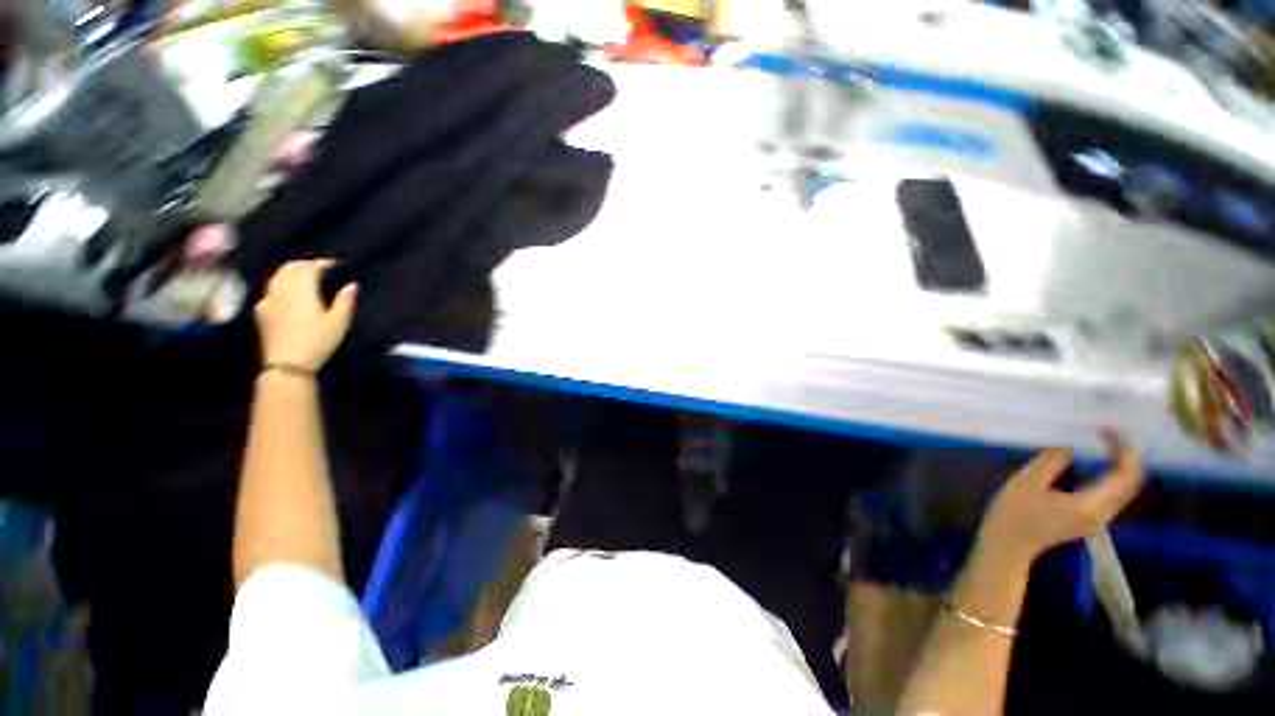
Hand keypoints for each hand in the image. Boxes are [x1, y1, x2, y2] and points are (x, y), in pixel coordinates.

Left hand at [254, 259, 357, 371]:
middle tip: (321, 268)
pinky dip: (281, 285)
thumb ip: (345, 301)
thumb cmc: (317, 342)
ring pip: (277, 276)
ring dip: (291, 272)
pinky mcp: (261, 311)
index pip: (310, 267)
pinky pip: (271, 289)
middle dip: (305, 264)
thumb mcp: (339, 323)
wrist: (287, 364)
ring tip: (304, 277)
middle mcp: (282, 289)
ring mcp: (268, 299)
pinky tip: (288, 294)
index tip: (337, 264)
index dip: (324, 263)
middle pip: (290, 267)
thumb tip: (351, 285)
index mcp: (301, 290)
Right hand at [977, 432, 1143, 570]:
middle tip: (1106, 433)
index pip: (1125, 475)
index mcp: (1091, 504)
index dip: (1124, 450)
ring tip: (1104, 444)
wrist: (1007, 546)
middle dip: (1125, 455)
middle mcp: (1102, 513)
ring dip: (1119, 465)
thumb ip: (1051, 462)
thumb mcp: (1026, 483)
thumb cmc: (1013, 514)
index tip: (1106, 430)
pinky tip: (1095, 464)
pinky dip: (1111, 476)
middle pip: (1130, 483)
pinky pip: (1112, 495)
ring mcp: (1096, 519)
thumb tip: (1069, 445)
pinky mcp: (1088, 519)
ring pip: (1123, 489)